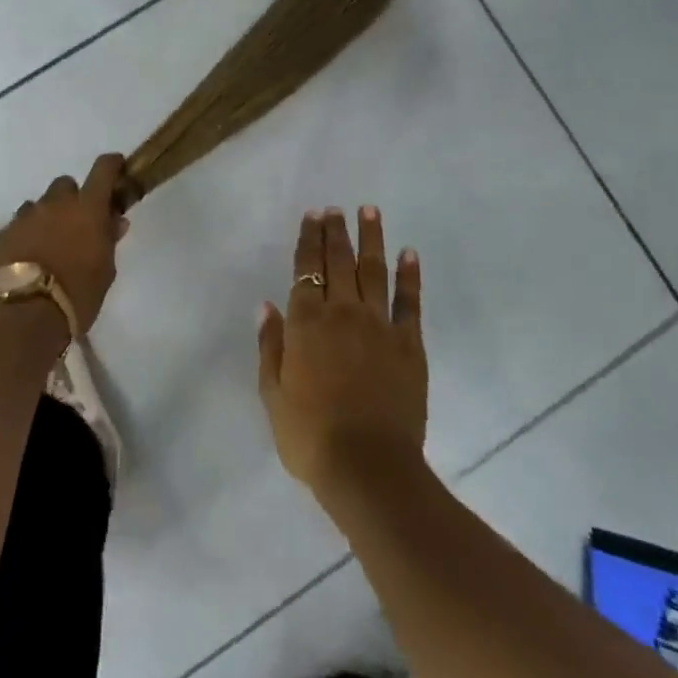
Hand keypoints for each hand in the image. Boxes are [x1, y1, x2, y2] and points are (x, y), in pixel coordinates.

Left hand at [0, 154, 129, 333]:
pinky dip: (20, 240)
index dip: (111, 165)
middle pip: (64, 186)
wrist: (22, 318)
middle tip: (75, 226)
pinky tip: (22, 264)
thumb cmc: (77, 295)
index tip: (116, 168)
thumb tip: (114, 221)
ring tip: (46, 249)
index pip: (103, 170)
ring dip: (44, 220)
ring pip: (36, 207)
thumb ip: (109, 240)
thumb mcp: (105, 271)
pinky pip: (12, 230)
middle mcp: (53, 205)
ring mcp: (22, 219)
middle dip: (71, 200)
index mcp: (86, 208)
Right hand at [257, 206, 425, 495]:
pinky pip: (409, 302)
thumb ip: (270, 345)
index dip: (309, 240)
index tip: (313, 215)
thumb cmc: (310, 436)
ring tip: (370, 211)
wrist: (368, 468)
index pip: (306, 268)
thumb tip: (268, 305)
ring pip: (374, 271)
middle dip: (336, 231)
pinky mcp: (409, 345)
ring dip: (372, 238)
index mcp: (306, 323)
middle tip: (336, 208)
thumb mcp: (273, 395)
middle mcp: (342, 313)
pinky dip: (410, 276)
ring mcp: (379, 326)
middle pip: (339, 261)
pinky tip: (410, 254)